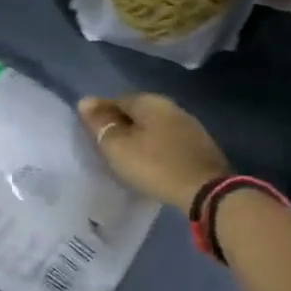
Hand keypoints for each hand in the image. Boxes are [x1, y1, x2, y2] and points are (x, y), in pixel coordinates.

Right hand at [78, 93, 228, 211]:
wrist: (205, 190)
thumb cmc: (154, 165)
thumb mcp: (118, 146)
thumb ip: (100, 124)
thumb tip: (85, 101)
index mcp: (150, 102)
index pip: (117, 100)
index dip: (100, 113)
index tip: (89, 130)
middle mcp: (171, 106)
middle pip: (138, 111)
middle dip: (121, 123)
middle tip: (106, 143)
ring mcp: (189, 125)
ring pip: (155, 125)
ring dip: (140, 135)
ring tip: (126, 153)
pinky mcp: (200, 146)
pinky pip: (168, 140)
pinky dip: (156, 146)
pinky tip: (151, 159)